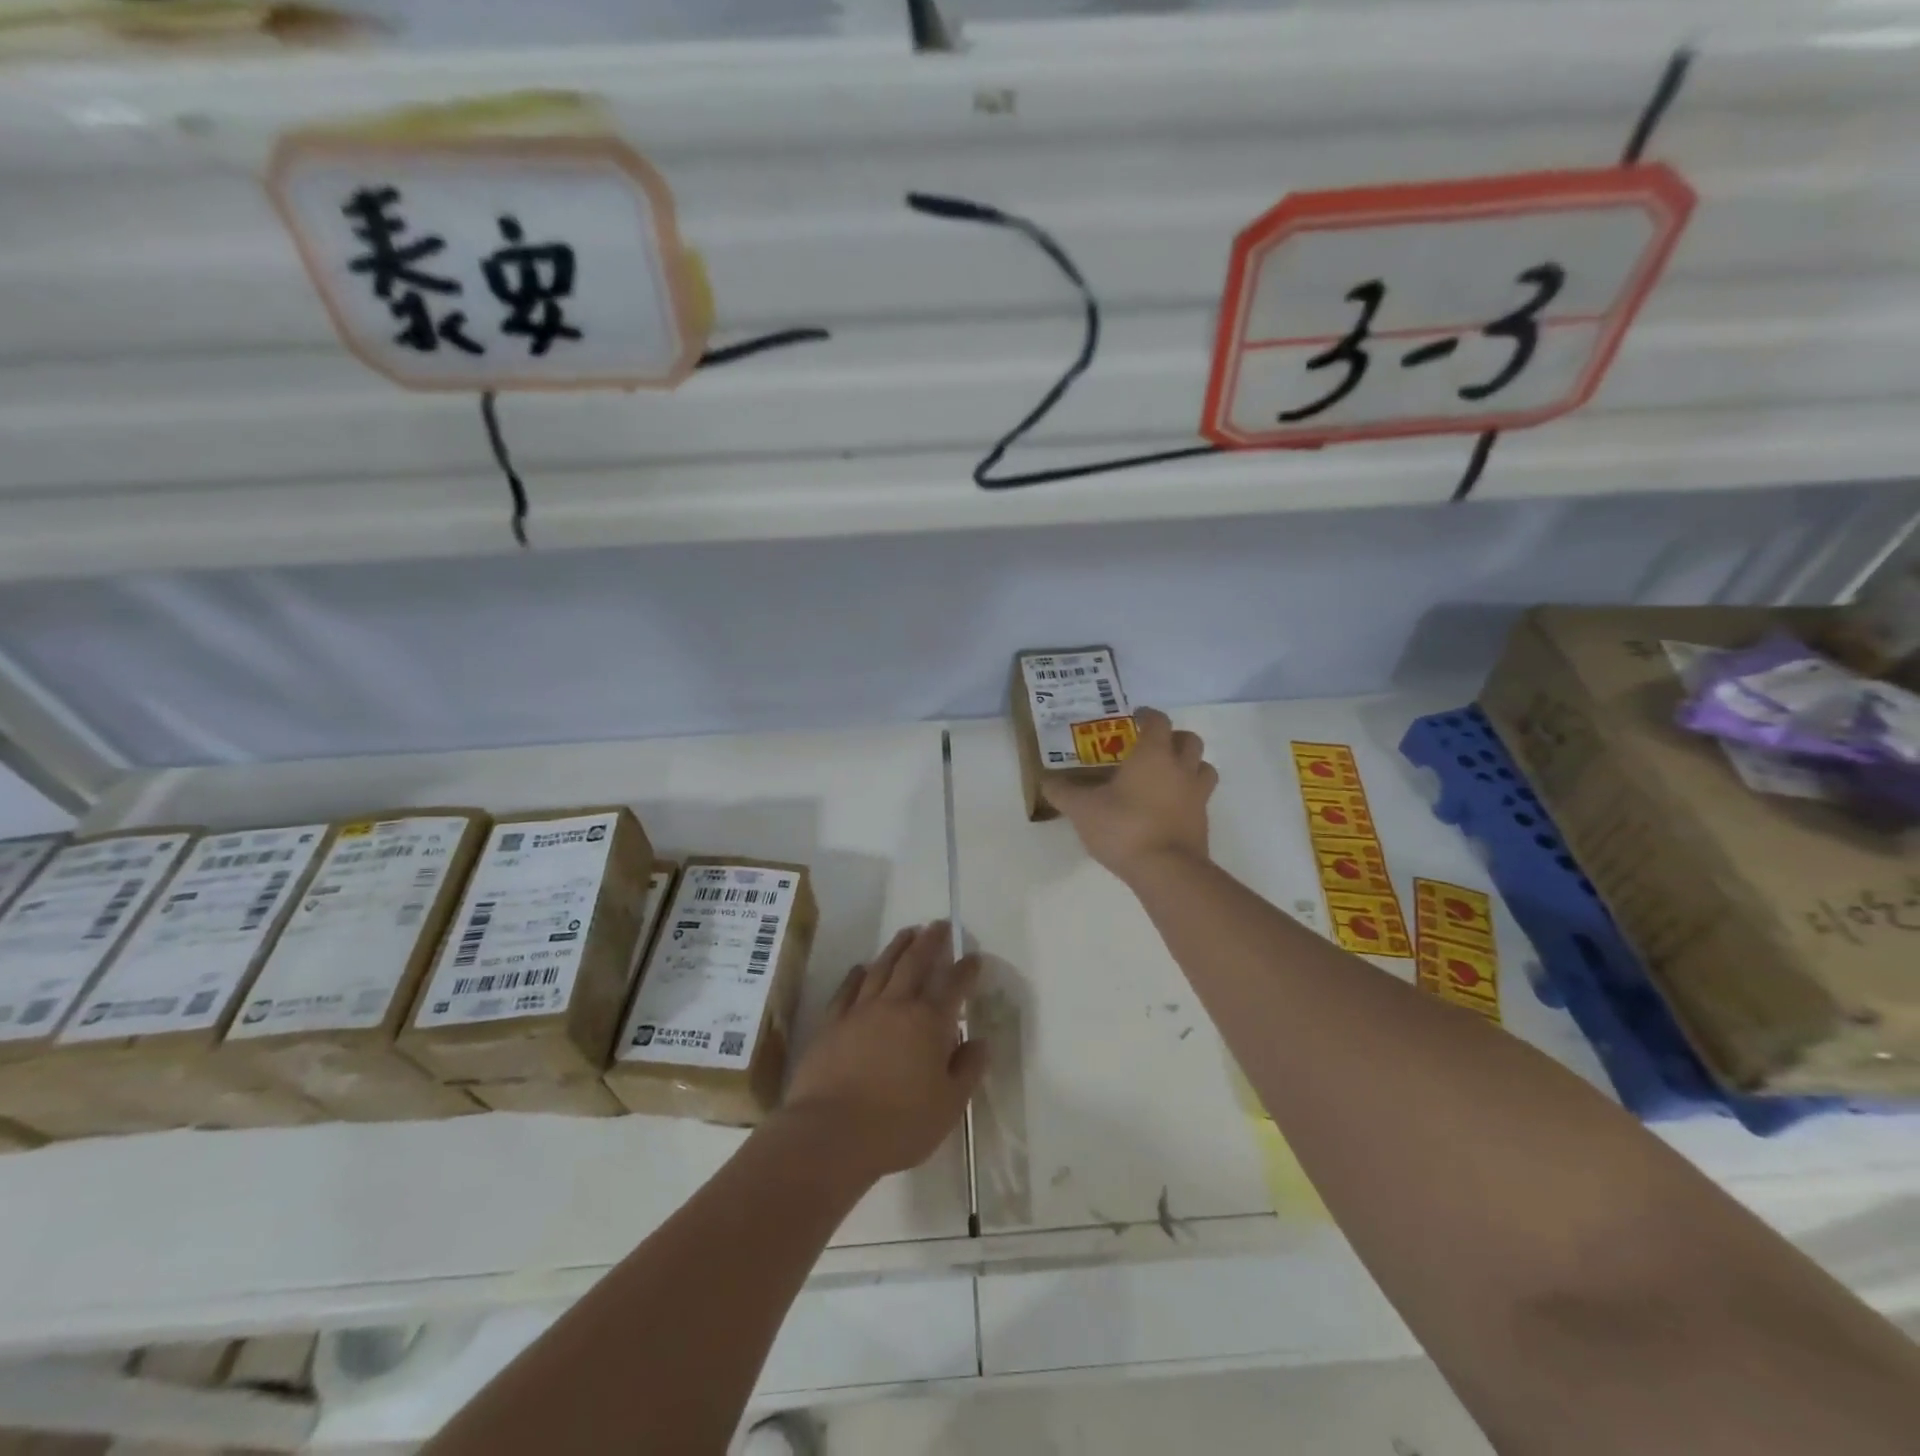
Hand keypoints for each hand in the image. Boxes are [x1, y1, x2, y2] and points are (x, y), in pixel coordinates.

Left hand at [781, 923, 985, 1179]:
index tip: (973, 956)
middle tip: (939, 925)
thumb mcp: (949, 1106)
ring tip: (907, 932)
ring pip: (881, 968)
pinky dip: (857, 975)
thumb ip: (967, 1070)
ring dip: (897, 947)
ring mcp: (860, 1011)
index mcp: (928, 1023)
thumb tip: (980, 1042)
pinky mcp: (831, 1024)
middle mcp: (895, 1006)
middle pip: (915, 963)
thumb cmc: (899, 1125)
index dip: (965, 969)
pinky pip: (847, 990)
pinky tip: (861, 967)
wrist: (831, 1134)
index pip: (953, 986)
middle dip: (930, 941)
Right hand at [1044, 706, 1216, 881]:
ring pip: (1203, 768)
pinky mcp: (1203, 822)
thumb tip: (1046, 781)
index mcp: (1154, 754)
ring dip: (1189, 766)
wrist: (1167, 870)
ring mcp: (1197, 796)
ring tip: (1167, 777)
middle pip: (1189, 740)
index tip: (1135, 718)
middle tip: (1153, 748)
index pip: (1158, 721)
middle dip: (1173, 738)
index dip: (1147, 716)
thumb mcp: (1082, 809)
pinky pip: (1200, 799)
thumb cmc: (1124, 827)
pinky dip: (1188, 797)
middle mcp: (1181, 768)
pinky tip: (1168, 810)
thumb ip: (1063, 792)